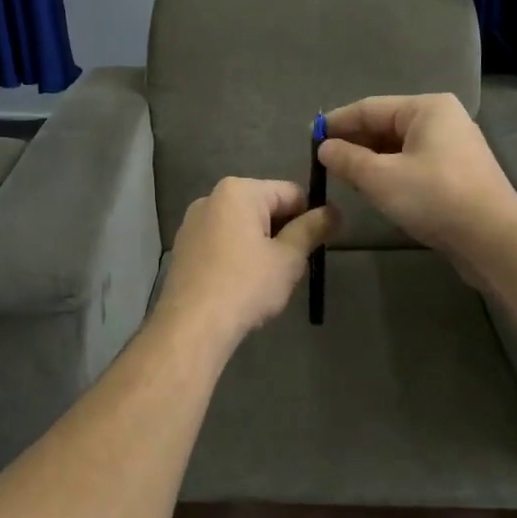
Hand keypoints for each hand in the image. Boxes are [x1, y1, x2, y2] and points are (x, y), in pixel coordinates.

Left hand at [151, 178, 338, 352]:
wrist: (192, 326)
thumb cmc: (246, 285)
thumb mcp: (289, 258)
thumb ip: (312, 229)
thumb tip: (333, 211)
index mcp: (239, 191)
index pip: (291, 193)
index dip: (311, 216)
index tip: (318, 245)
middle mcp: (211, 198)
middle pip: (264, 206)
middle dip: (283, 231)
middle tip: (293, 266)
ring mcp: (192, 223)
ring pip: (242, 226)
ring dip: (261, 244)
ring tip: (267, 279)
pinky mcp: (183, 248)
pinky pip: (221, 242)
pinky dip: (237, 255)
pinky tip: (241, 284)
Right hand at [318, 94, 516, 280]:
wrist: (492, 238)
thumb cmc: (433, 197)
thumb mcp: (380, 177)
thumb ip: (347, 159)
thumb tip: (325, 148)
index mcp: (427, 108)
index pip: (370, 108)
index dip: (337, 122)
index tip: (310, 138)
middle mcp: (443, 120)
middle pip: (387, 125)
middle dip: (355, 142)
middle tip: (324, 162)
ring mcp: (454, 147)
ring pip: (400, 148)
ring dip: (371, 160)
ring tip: (344, 177)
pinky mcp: (458, 175)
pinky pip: (415, 165)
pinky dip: (392, 173)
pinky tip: (375, 190)